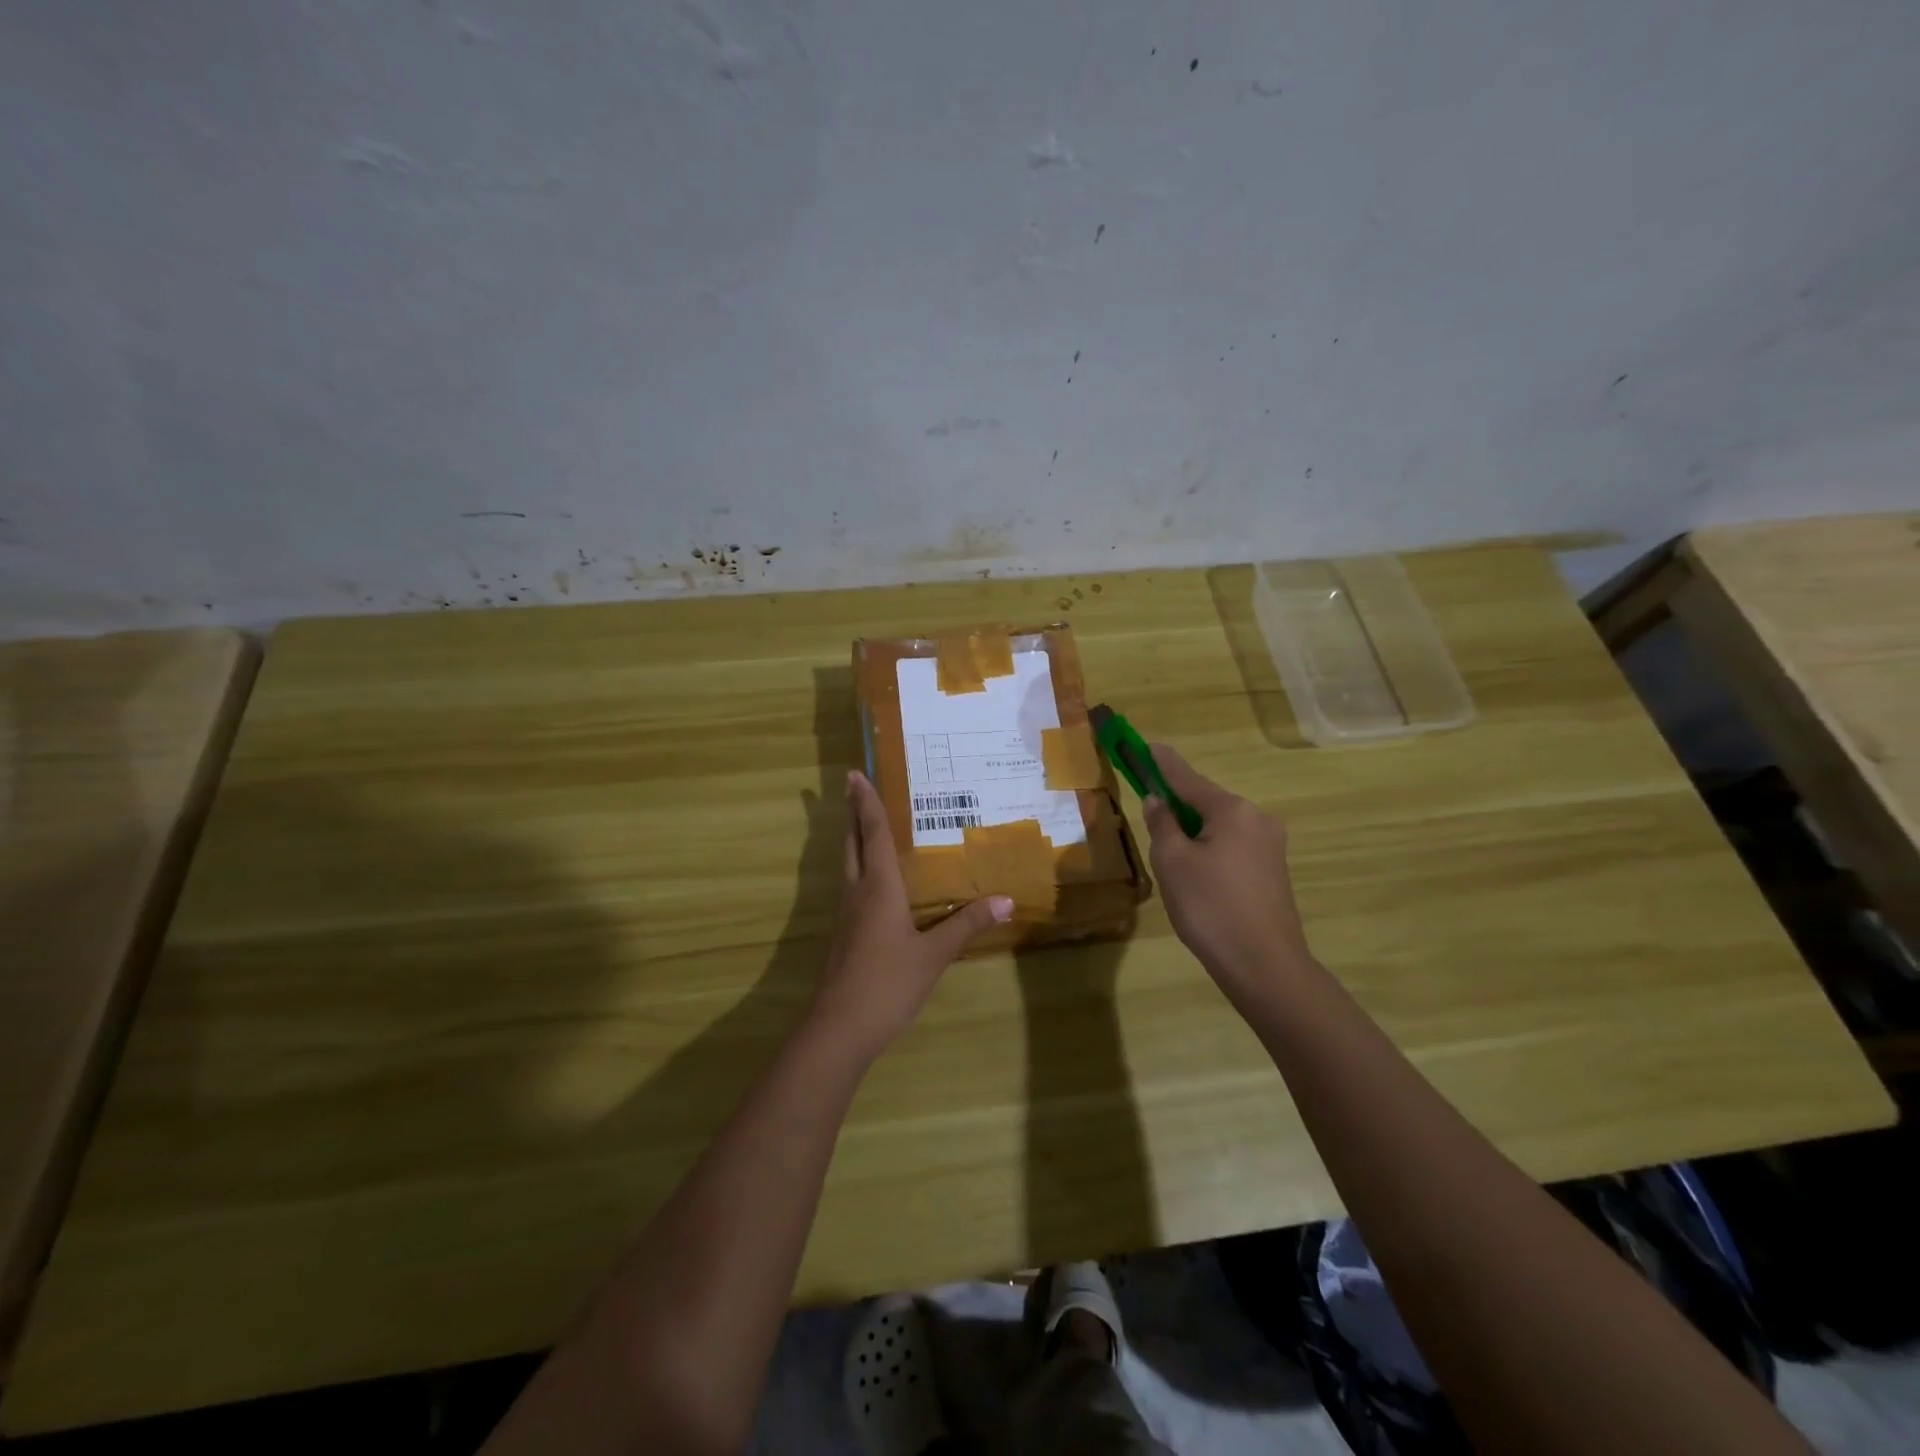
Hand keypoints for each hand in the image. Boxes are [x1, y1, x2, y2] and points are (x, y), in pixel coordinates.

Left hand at [808, 770, 1012, 1061]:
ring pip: (847, 864)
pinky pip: (851, 886)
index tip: (856, 775)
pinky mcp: (843, 935)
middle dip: (853, 813)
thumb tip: (1005, 900)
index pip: (874, 835)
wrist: (839, 1028)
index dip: (868, 804)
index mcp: (878, 888)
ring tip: (863, 822)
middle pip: (852, 843)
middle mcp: (857, 893)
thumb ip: (966, 926)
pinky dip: (858, 866)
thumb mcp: (933, 955)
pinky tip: (871, 880)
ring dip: (853, 838)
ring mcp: (845, 915)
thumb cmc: (887, 983)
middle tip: (852, 786)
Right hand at [1141, 745, 1314, 1006]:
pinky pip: (1231, 846)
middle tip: (1148, 813)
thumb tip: (1158, 801)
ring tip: (1168, 857)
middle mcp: (1256, 818)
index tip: (1145, 744)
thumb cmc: (1211, 908)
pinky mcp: (1272, 870)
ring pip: (1218, 826)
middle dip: (1176, 805)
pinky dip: (1208, 849)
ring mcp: (1269, 845)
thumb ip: (1162, 824)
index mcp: (1232, 810)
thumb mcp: (1172, 862)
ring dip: (1191, 831)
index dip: (1161, 762)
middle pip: (1205, 801)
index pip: (1186, 778)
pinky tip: (1194, 875)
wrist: (1264, 966)